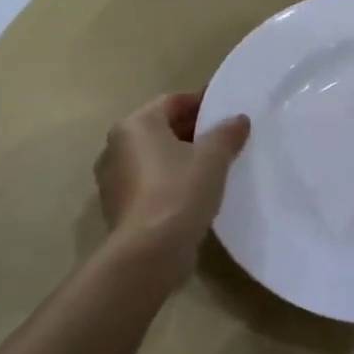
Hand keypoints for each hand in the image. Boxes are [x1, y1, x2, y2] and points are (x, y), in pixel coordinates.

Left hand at [95, 94, 249, 259]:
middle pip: (161, 129)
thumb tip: (238, 119)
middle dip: (194, 130)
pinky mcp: (121, 207)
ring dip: (183, 157)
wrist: (150, 251)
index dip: (202, 103)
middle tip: (227, 137)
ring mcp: (115, 180)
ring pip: (156, 157)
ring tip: (216, 165)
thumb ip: (227, 133)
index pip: (172, 102)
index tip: (228, 110)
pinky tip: (198, 191)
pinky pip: (152, 182)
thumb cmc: (180, 190)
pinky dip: (173, 180)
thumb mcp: (213, 156)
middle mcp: (116, 147)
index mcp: (135, 125)